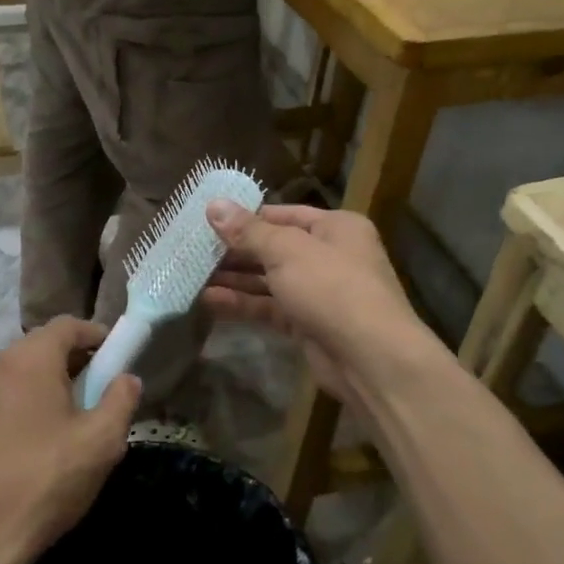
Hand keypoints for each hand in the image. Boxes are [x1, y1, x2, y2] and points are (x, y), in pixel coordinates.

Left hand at [0, 318, 139, 563]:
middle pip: (43, 345)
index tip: (118, 360)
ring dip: (52, 383)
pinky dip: (28, 402)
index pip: (68, 325)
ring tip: (74, 421)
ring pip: (23, 371)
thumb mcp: (100, 442)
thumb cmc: (44, 482)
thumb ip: (121, 400)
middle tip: (101, 394)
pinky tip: (41, 442)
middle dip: (76, 361)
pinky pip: (5, 395)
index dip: (98, 335)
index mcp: (29, 359)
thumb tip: (127, 378)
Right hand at [203, 202, 429, 405]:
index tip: (208, 220)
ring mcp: (319, 292)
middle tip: (194, 251)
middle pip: (274, 247)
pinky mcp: (307, 324)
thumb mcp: (286, 250)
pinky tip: (210, 300)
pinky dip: (243, 303)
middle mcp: (330, 256)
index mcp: (336, 228)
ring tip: (194, 275)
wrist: (370, 358)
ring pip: (269, 280)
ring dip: (235, 278)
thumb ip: (248, 231)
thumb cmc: (332, 287)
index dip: (246, 218)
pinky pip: (270, 308)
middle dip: (235, 251)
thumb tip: (213, 205)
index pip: (283, 215)